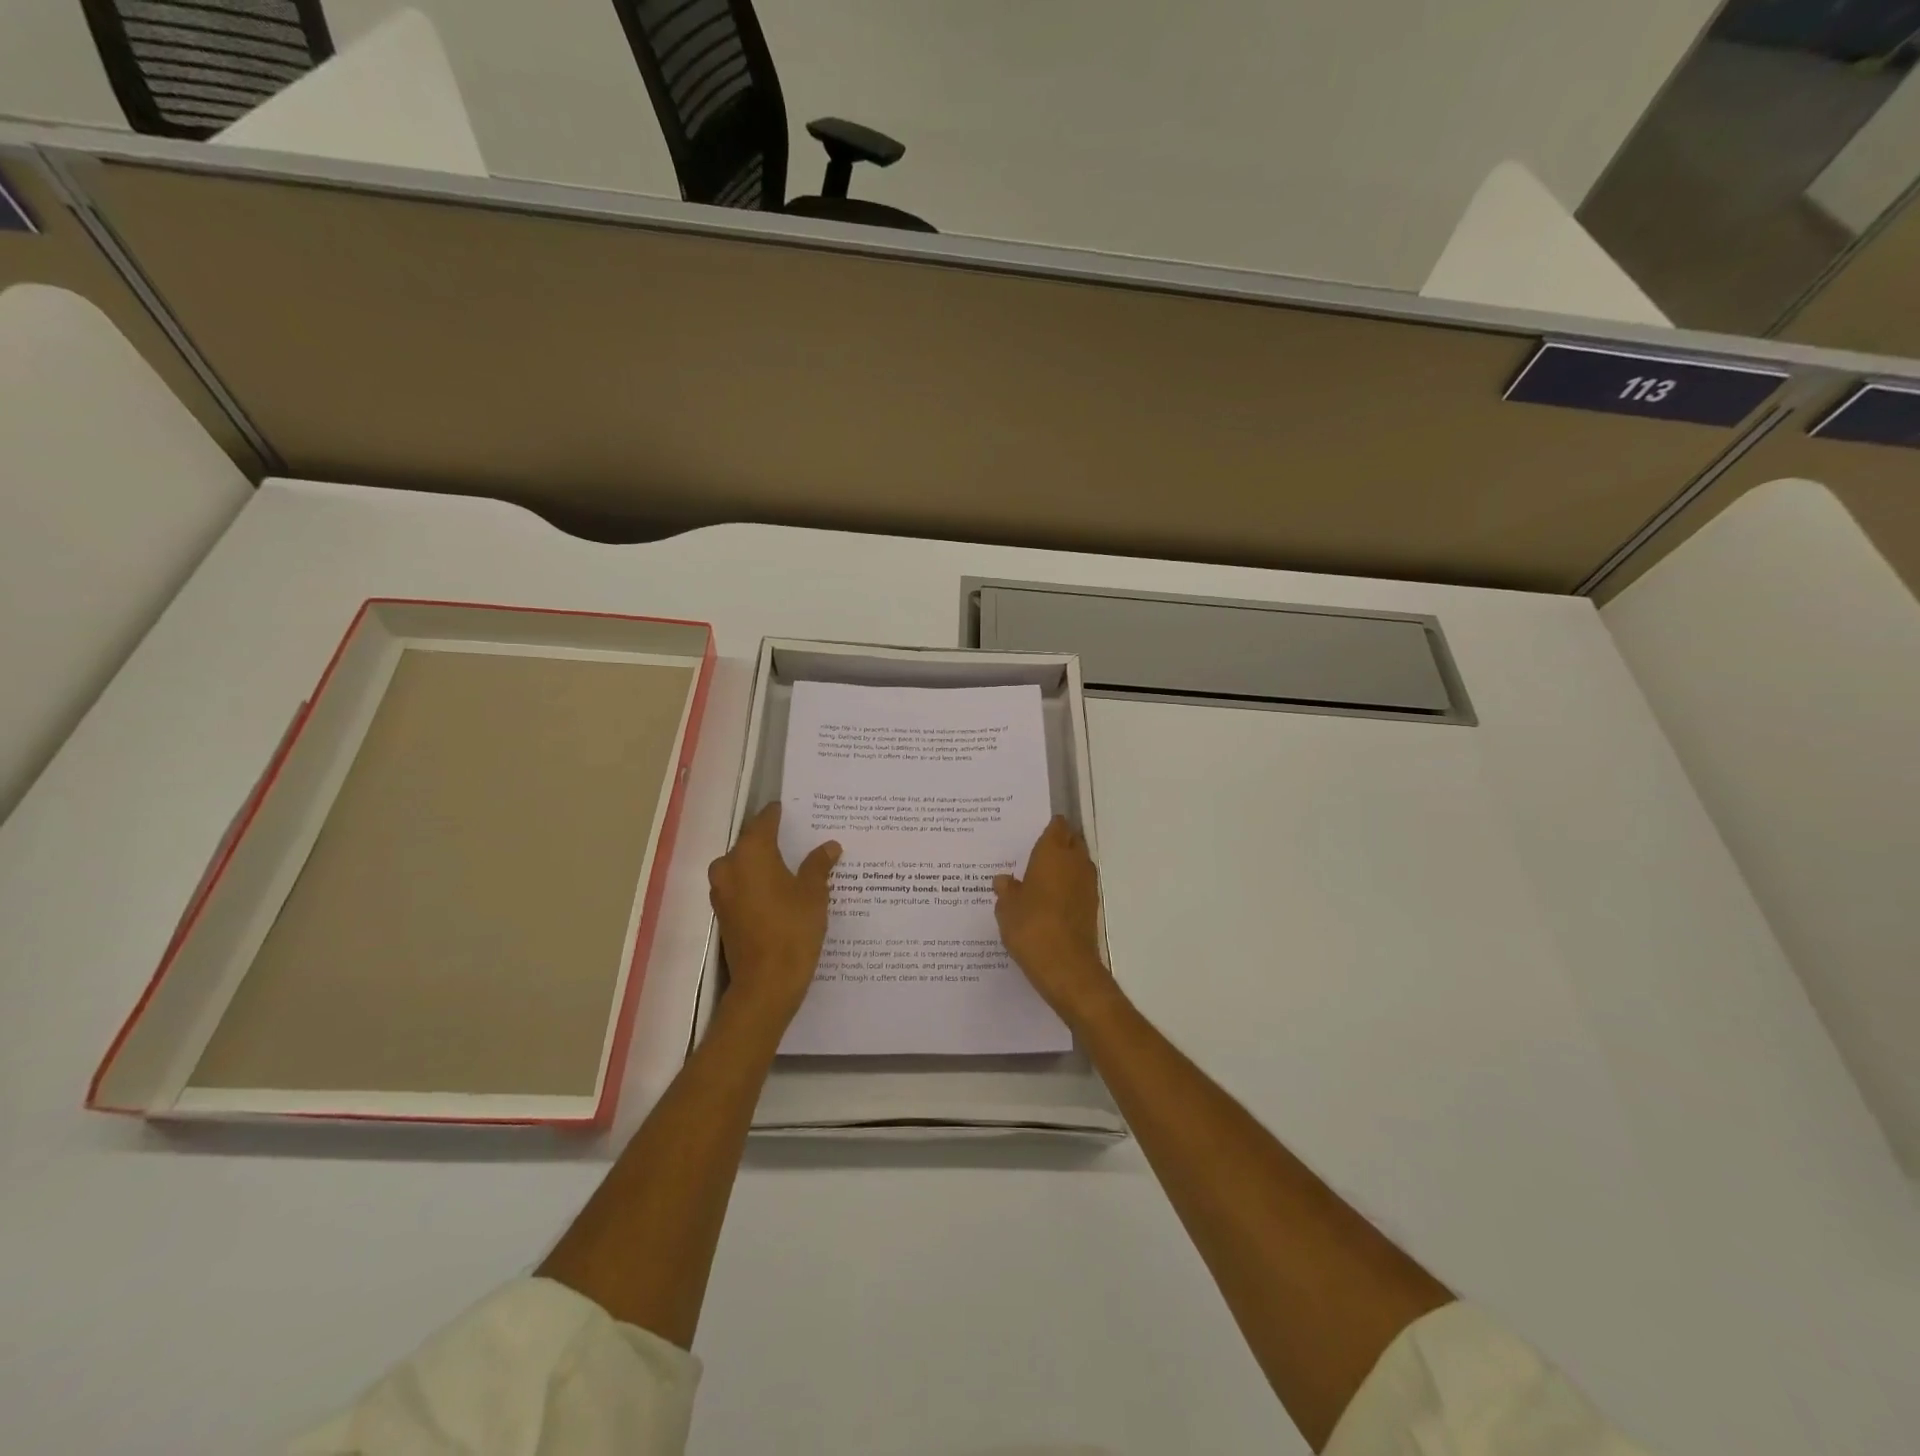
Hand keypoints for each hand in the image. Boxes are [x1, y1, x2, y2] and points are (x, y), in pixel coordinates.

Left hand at [709, 804, 840, 1023]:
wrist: (766, 984)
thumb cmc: (792, 930)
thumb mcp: (813, 893)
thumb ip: (818, 865)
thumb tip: (829, 846)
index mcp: (751, 853)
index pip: (765, 821)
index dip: (780, 814)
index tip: (795, 809)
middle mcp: (729, 866)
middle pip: (751, 842)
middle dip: (773, 838)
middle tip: (799, 836)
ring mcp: (722, 891)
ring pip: (744, 865)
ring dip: (765, 862)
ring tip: (793, 863)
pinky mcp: (724, 913)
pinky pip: (742, 886)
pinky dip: (759, 883)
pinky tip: (781, 889)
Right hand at [994, 816, 1118, 1025]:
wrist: (1066, 965)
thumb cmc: (1031, 927)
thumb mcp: (1007, 908)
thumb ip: (1006, 890)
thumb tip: (1004, 880)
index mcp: (1053, 853)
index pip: (1057, 827)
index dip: (1050, 826)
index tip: (1036, 830)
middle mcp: (1075, 862)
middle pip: (1072, 842)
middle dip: (1059, 843)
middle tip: (1036, 851)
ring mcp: (1087, 885)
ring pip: (1078, 864)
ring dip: (1065, 866)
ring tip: (1041, 875)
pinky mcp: (1091, 907)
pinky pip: (1079, 886)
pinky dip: (1068, 887)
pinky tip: (1050, 899)